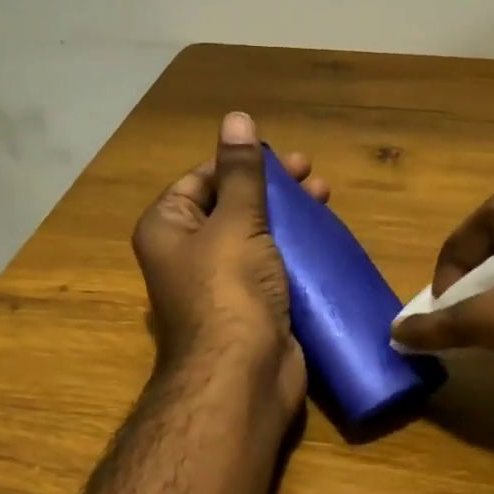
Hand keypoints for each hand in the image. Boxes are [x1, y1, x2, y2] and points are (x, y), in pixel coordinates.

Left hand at [131, 112, 326, 412]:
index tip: (283, 158)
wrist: (242, 375)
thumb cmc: (230, 288)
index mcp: (168, 229)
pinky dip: (294, 251)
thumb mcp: (236, 220)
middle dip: (273, 189)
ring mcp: (219, 284)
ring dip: (288, 217)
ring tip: (326, 199)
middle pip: (231, 206)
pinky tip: (323, 238)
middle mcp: (187, 254)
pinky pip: (271, 267)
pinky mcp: (250, 307)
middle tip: (313, 176)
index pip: (201, 180)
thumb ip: (240, 171)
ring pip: (255, 237)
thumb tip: (236, 118)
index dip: (240, 163)